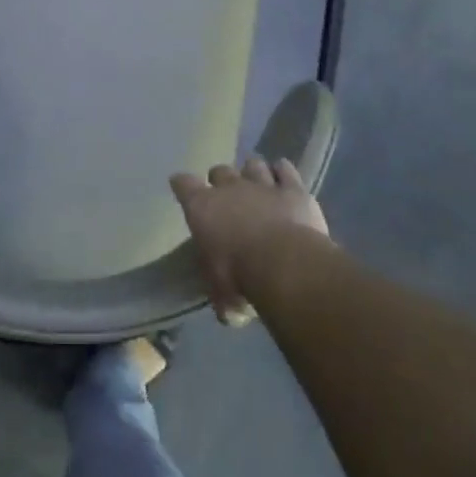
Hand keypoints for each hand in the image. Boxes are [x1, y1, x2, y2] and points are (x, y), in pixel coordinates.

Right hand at [169, 158, 328, 324]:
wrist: (284, 265)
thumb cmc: (239, 278)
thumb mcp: (221, 295)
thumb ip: (221, 294)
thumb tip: (229, 311)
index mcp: (201, 208)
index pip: (183, 184)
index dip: (182, 184)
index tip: (182, 186)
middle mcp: (229, 189)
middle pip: (219, 170)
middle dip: (221, 179)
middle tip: (227, 195)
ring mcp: (262, 185)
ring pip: (253, 165)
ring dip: (253, 173)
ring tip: (257, 183)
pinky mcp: (294, 190)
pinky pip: (286, 170)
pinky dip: (283, 172)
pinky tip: (284, 176)